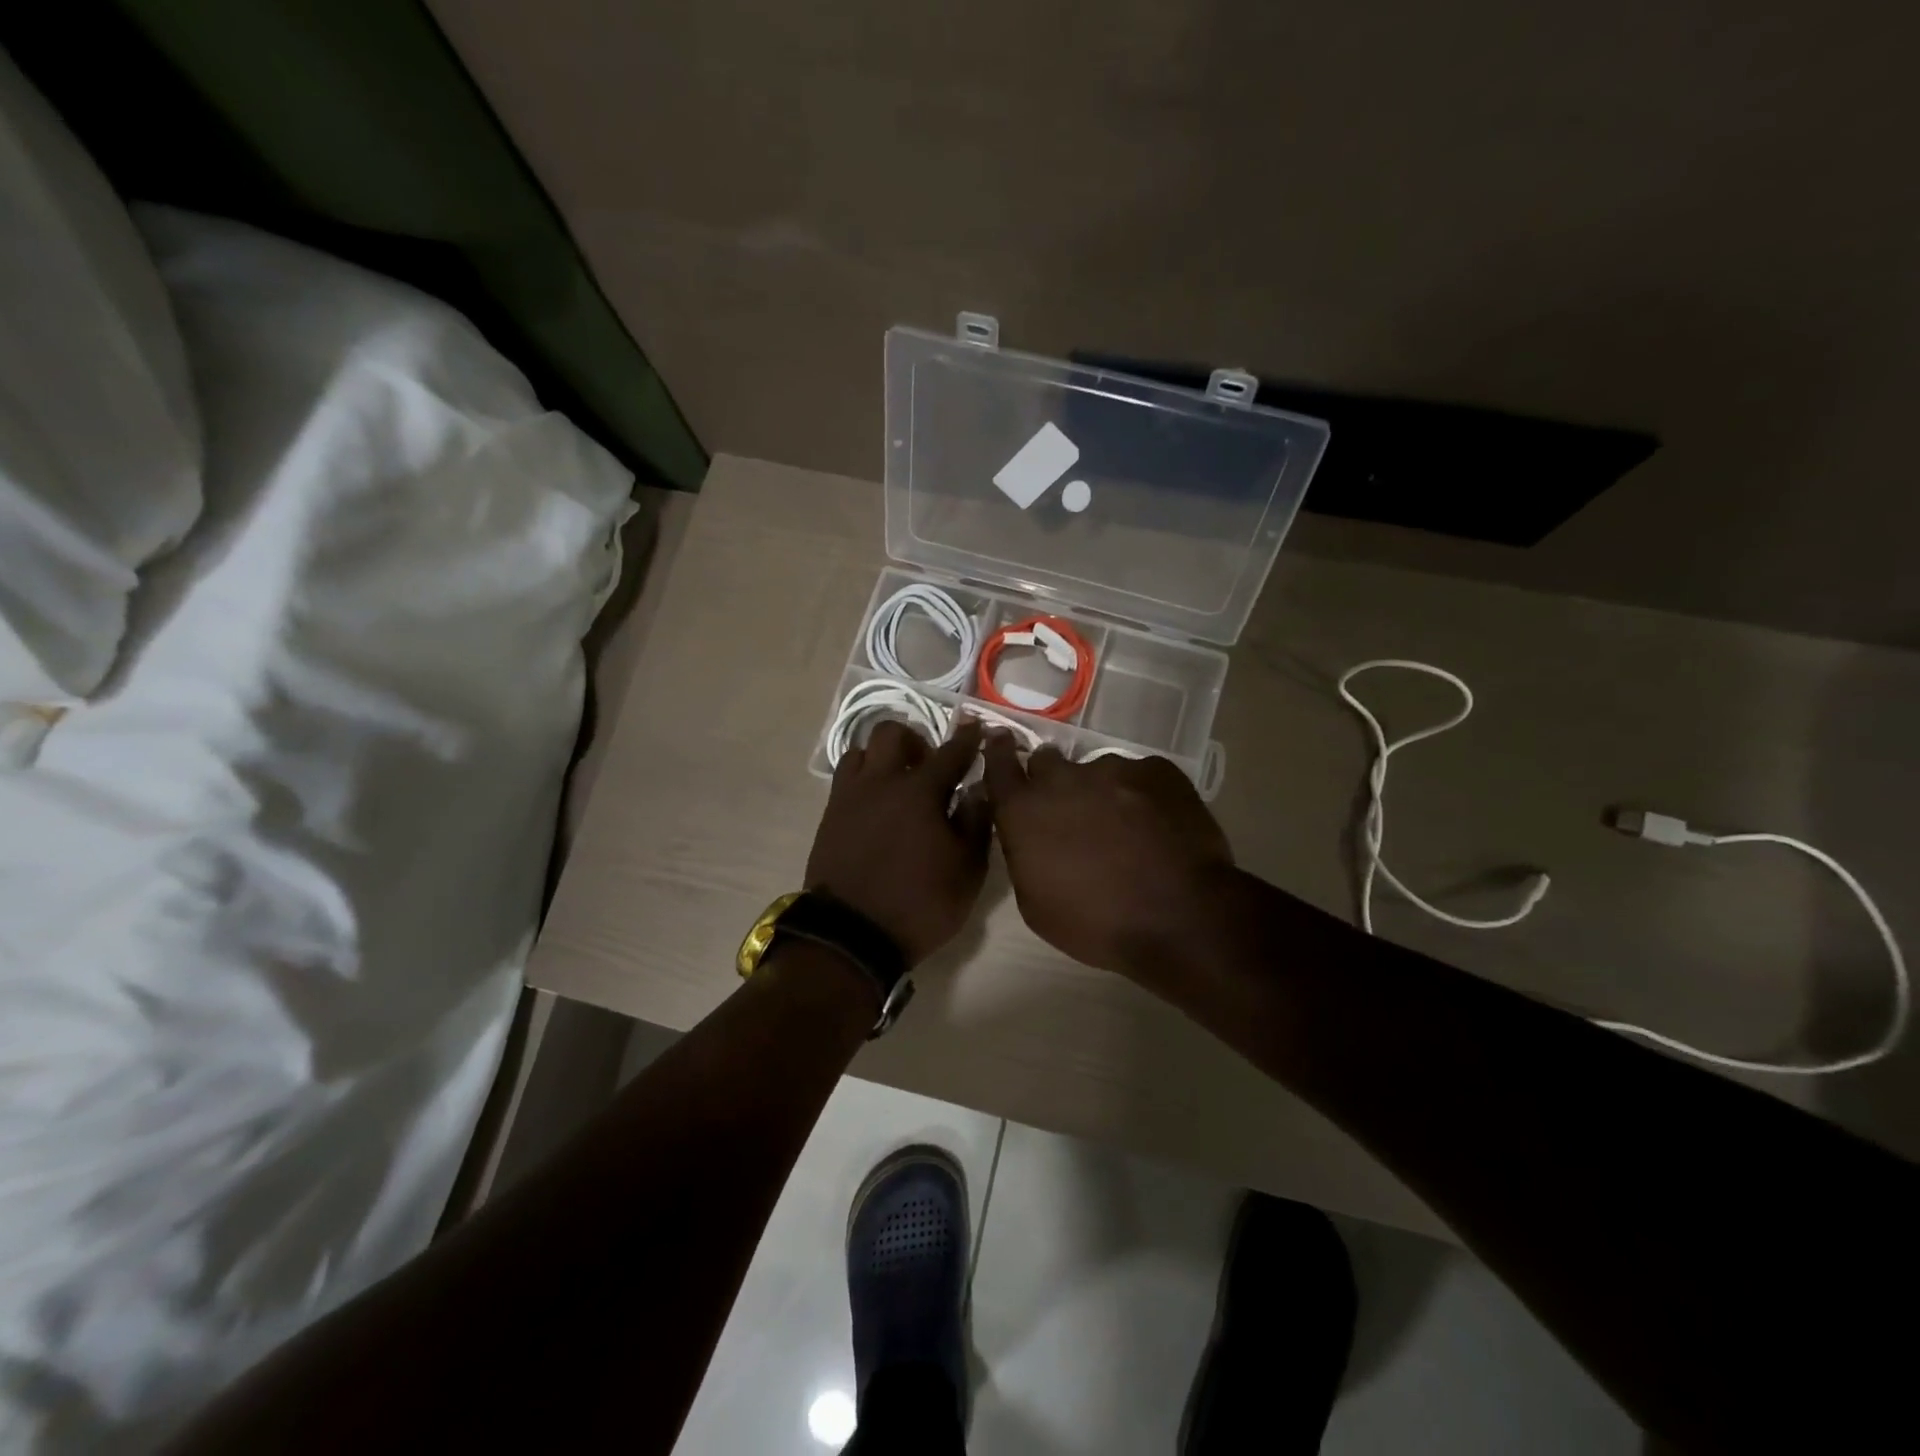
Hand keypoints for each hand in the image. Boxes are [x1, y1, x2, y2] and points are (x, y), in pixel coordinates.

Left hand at [806, 719, 991, 965]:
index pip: (951, 751)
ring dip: (883, 757)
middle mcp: (882, 782)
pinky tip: (876, 805)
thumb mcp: (967, 870)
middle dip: (915, 740)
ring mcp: (850, 796)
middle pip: (892, 733)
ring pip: (862, 751)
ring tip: (897, 783)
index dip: (968, 738)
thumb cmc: (920, 903)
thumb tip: (978, 789)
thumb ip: (976, 823)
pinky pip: (846, 779)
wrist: (851, 935)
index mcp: (920, 791)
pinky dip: (864, 779)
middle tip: (928, 765)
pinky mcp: (830, 815)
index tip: (977, 728)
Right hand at [981, 736, 1234, 982]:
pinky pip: (1140, 776)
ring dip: (1102, 793)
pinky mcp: (1157, 769)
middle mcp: (1063, 779)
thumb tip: (1029, 835)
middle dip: (1053, 781)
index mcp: (1025, 811)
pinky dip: (1142, 796)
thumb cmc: (1098, 924)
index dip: (998, 752)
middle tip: (1072, 812)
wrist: (1181, 918)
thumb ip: (1023, 855)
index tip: (1000, 740)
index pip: (999, 764)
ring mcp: (1113, 769)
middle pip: (1048, 762)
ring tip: (1127, 829)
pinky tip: (1158, 827)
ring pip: (1098, 771)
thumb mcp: (1035, 905)